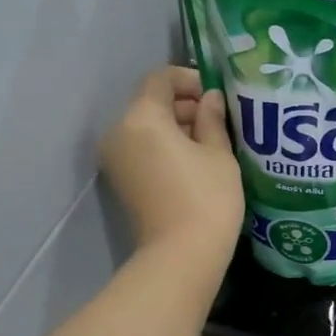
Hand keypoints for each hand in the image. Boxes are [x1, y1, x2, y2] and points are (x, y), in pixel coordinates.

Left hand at [100, 67, 242, 264]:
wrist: (181, 255)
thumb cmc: (207, 197)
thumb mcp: (218, 154)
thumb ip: (212, 120)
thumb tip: (210, 99)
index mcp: (141, 117)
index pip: (160, 79)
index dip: (189, 79)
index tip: (216, 94)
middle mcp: (119, 132)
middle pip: (150, 103)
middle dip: (184, 105)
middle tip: (219, 118)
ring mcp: (116, 159)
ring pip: (145, 127)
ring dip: (175, 127)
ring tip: (211, 140)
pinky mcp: (122, 181)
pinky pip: (142, 149)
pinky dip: (165, 146)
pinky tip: (195, 160)